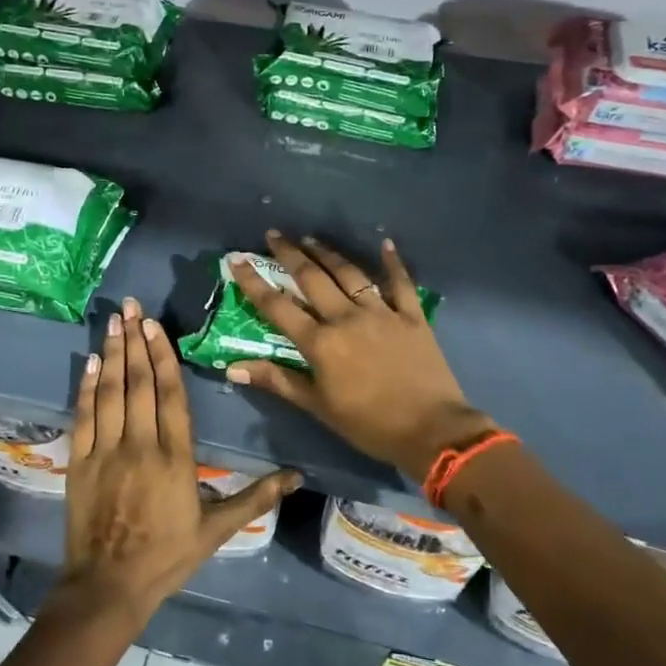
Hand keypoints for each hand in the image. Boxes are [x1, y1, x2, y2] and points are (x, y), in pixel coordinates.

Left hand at [60, 297, 298, 618]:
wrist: (110, 586)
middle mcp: (140, 445)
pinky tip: (91, 362)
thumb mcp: (218, 530)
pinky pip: (84, 416)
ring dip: (113, 354)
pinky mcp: (80, 462)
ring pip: (111, 393)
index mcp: (175, 458)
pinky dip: (87, 387)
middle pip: (140, 384)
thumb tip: (298, 476)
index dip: (163, 356)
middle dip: (136, 342)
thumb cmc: (168, 556)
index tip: (155, 326)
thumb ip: (256, 498)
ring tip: (114, 321)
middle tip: (132, 306)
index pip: (171, 395)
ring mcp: (106, 452)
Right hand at [228, 233, 493, 479]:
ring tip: (311, 239)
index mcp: (320, 343)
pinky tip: (385, 244)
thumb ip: (277, 380)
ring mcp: (381, 313)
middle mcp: (346, 318)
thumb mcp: (318, 406)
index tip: (237, 260)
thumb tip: (232, 367)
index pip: (278, 307)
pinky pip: (400, 283)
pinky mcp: (411, 316)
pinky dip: (392, 263)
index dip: (254, 282)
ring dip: (328, 253)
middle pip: (312, 278)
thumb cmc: (369, 425)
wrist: (432, 430)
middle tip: (274, 235)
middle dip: (290, 254)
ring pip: (349, 274)